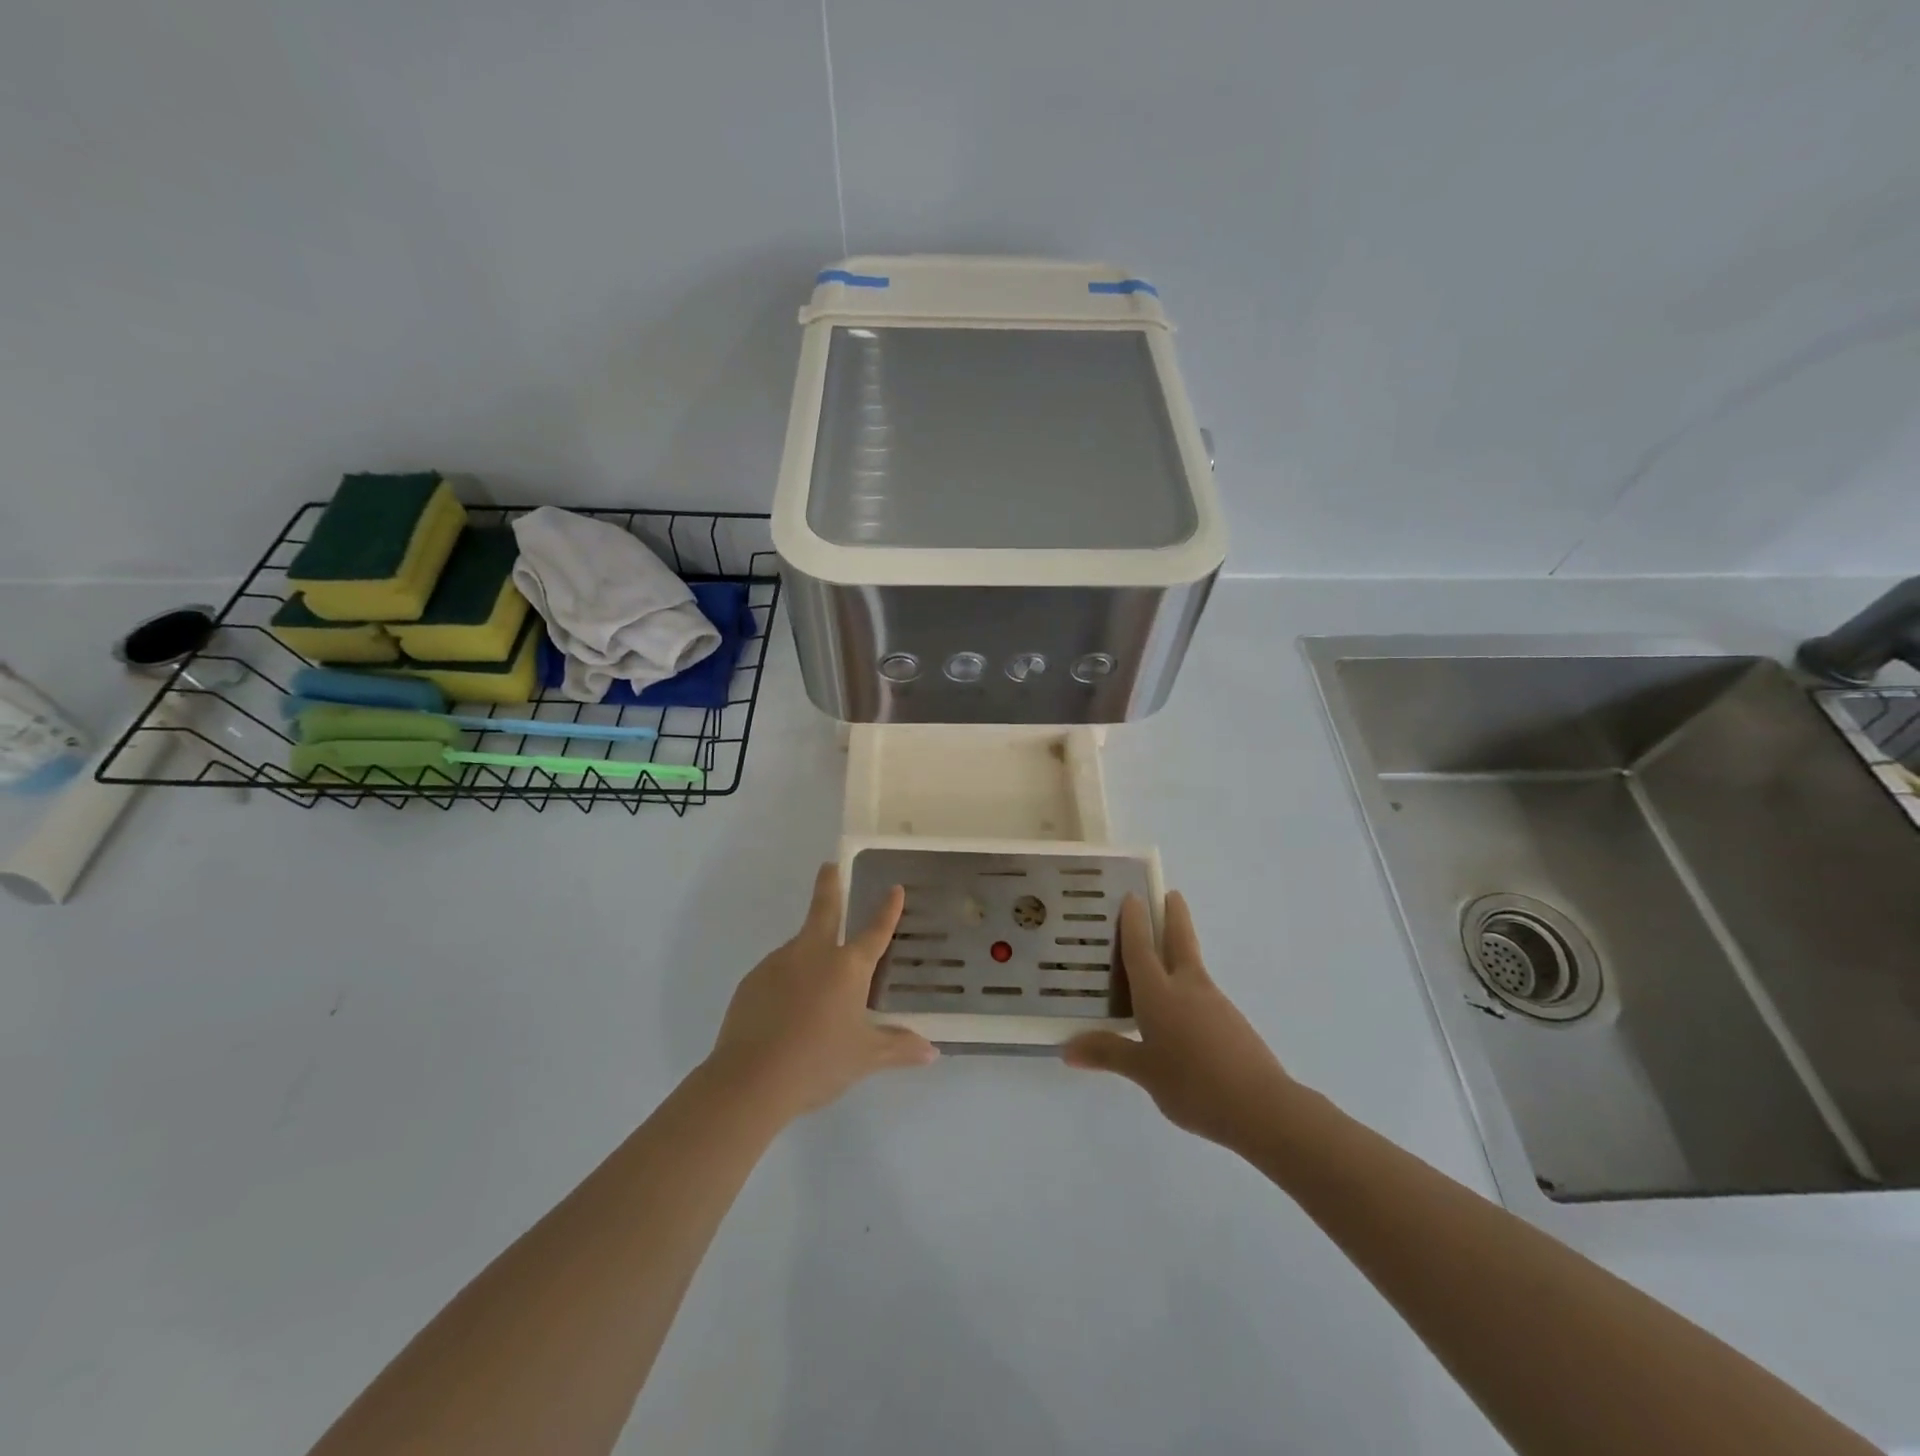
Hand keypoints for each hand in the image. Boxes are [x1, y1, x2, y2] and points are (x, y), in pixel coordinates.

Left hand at [706, 863, 937, 1122]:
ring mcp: (778, 963)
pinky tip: (788, 1012)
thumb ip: (898, 1048)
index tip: (894, 888)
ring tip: (814, 991)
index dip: (887, 910)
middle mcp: (813, 953)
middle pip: (824, 908)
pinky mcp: (752, 981)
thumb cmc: (818, 1062)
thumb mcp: (865, 1058)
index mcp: (848, 967)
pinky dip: (787, 982)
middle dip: (829, 885)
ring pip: (799, 947)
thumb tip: (931, 1051)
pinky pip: (777, 974)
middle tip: (829, 866)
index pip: (875, 931)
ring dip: (809, 953)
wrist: (750, 1080)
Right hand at [1063, 891, 1293, 1150]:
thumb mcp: (1144, 1072)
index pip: (1141, 947)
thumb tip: (1066, 1049)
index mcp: (1158, 993)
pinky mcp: (1231, 1022)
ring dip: (1181, 948)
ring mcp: (1213, 1003)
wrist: (1261, 1107)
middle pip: (1180, 940)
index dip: (1135, 921)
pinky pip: (1202, 992)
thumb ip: (1108, 1054)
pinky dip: (1188, 984)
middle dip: (1174, 915)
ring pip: (1192, 964)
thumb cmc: (1192, 1084)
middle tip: (1170, 894)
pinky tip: (1181, 1008)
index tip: (1132, 895)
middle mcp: (1186, 987)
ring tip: (1163, 953)